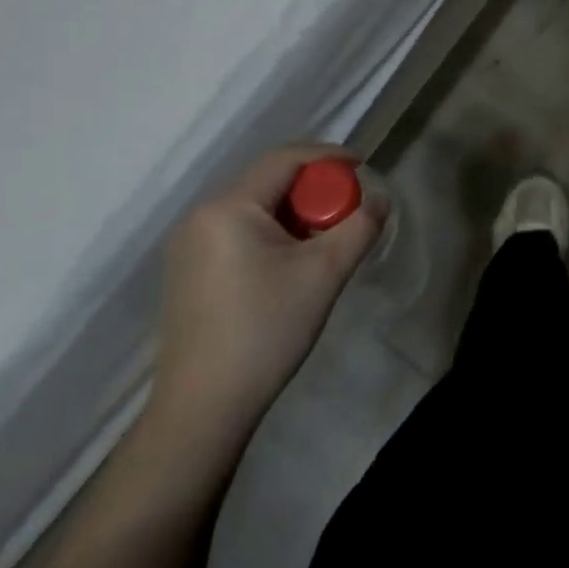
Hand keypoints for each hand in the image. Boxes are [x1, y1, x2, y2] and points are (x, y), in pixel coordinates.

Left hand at [149, 144, 382, 453]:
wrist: (202, 411)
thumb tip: (380, 200)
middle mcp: (201, 216)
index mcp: (228, 207)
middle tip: (345, 212)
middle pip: (269, 180)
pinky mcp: (188, 271)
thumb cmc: (265, 331)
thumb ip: (359, 227)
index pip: (285, 159)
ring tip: (322, 241)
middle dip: (313, 188)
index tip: (362, 168)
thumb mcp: (324, 274)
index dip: (328, 156)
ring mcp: (188, 245)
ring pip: (255, 206)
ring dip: (294, 212)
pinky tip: (289, 264)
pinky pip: (238, 230)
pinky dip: (271, 232)